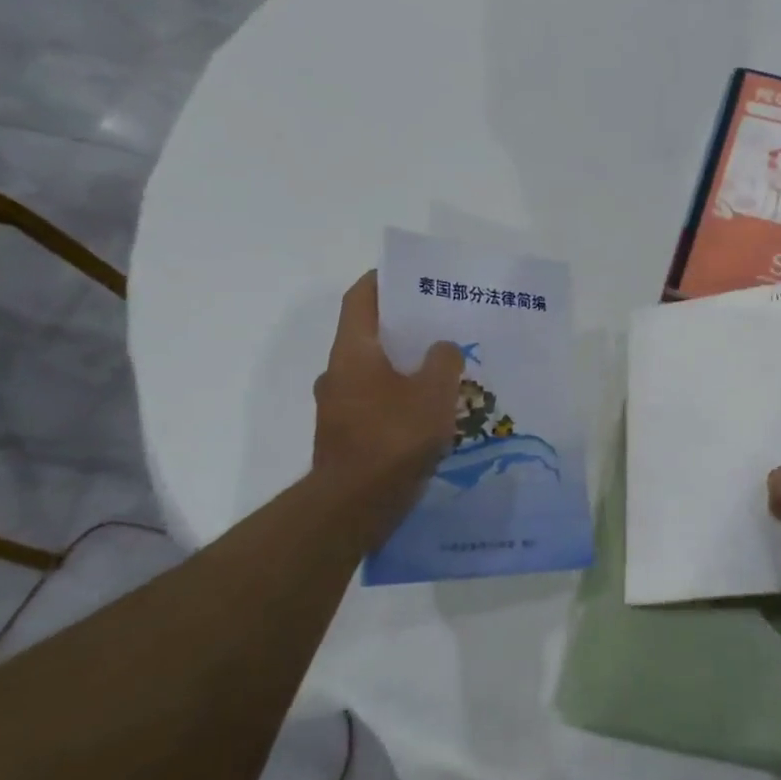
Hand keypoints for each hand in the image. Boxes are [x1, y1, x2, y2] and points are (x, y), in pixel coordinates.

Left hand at [310, 271, 462, 542]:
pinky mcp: (347, 436)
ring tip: (441, 368)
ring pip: (374, 372)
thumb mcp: (433, 392)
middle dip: (402, 327)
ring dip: (403, 365)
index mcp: (353, 352)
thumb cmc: (394, 437)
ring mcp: (338, 407)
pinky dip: (399, 397)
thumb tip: (442, 348)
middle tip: (439, 323)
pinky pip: (376, 402)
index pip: (360, 300)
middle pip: (368, 335)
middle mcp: (338, 373)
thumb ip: (443, 361)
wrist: (354, 505)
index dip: (380, 281)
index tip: (406, 273)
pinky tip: (430, 410)